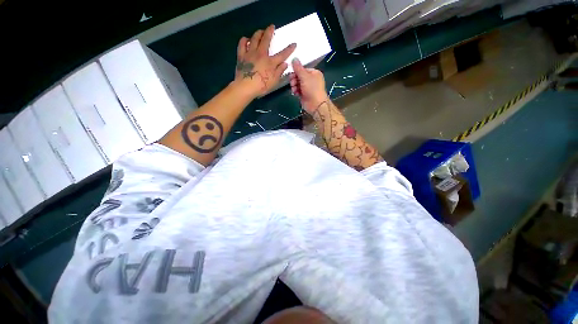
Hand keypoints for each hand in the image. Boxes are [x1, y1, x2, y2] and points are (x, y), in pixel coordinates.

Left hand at [234, 25, 295, 97]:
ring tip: (260, 31)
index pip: (282, 54)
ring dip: (258, 33)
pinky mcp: (241, 56)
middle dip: (269, 31)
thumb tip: (285, 64)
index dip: (289, 49)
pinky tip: (246, 39)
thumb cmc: (261, 86)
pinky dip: (244, 40)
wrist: (245, 87)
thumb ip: (279, 71)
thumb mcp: (274, 81)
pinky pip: (242, 44)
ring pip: (254, 38)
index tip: (294, 43)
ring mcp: (250, 53)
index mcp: (270, 62)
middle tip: (271, 26)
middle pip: (266, 40)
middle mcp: (261, 54)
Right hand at [289, 58, 328, 113]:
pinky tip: (295, 93)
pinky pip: (298, 90)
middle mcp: (311, 79)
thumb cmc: (312, 89)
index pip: (303, 69)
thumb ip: (298, 68)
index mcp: (314, 73)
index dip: (296, 72)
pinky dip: (295, 91)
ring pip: (297, 84)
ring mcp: (308, 87)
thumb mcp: (305, 77)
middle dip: (294, 79)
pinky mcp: (304, 94)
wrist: (316, 105)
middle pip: (299, 76)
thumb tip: (294, 58)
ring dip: (294, 86)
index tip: (291, 74)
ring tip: (294, 89)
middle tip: (292, 83)